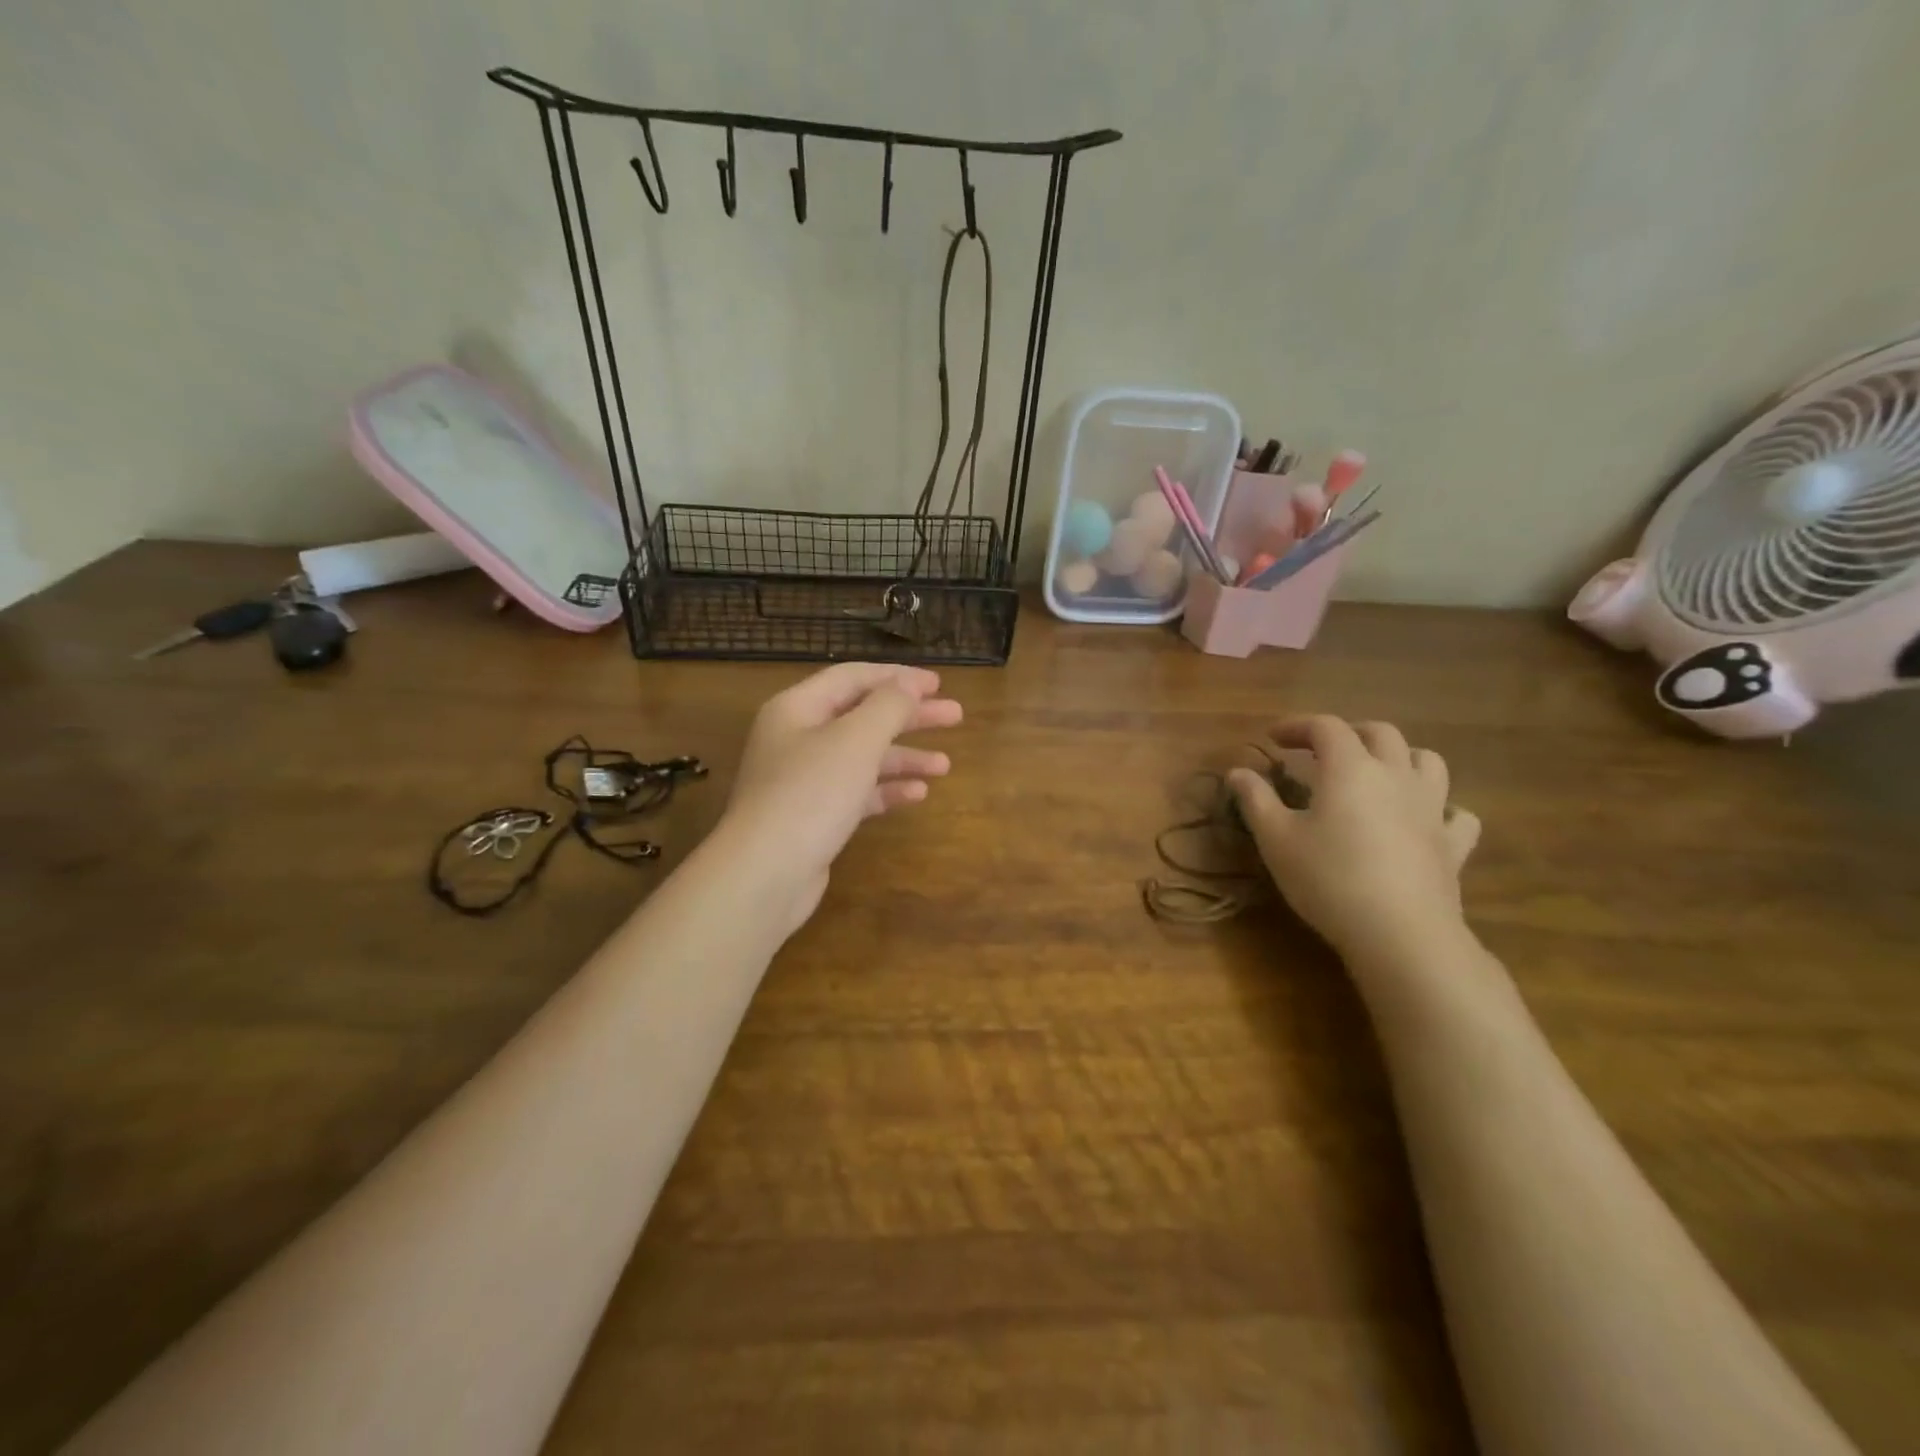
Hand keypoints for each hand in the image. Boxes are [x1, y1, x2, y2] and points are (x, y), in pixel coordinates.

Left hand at [722, 663, 962, 930]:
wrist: (765, 874)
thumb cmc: (811, 793)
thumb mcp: (856, 740)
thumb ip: (888, 706)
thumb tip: (909, 683)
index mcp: (798, 708)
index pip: (853, 678)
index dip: (898, 677)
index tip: (939, 684)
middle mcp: (797, 738)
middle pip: (861, 716)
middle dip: (909, 716)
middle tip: (956, 716)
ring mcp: (803, 780)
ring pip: (862, 757)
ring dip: (904, 757)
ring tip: (944, 765)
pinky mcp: (813, 817)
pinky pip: (856, 792)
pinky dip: (886, 789)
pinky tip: (918, 794)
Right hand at [1228, 716, 1481, 962]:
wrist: (1400, 933)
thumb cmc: (1328, 879)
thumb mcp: (1276, 839)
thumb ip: (1256, 799)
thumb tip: (1238, 771)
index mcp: (1350, 768)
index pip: (1325, 726)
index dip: (1297, 725)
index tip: (1273, 738)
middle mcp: (1396, 775)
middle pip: (1380, 733)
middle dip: (1348, 733)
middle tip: (1321, 751)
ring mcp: (1432, 808)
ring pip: (1427, 761)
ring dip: (1400, 757)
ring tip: (1376, 773)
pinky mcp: (1452, 844)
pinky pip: (1456, 813)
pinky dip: (1440, 808)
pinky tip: (1423, 820)